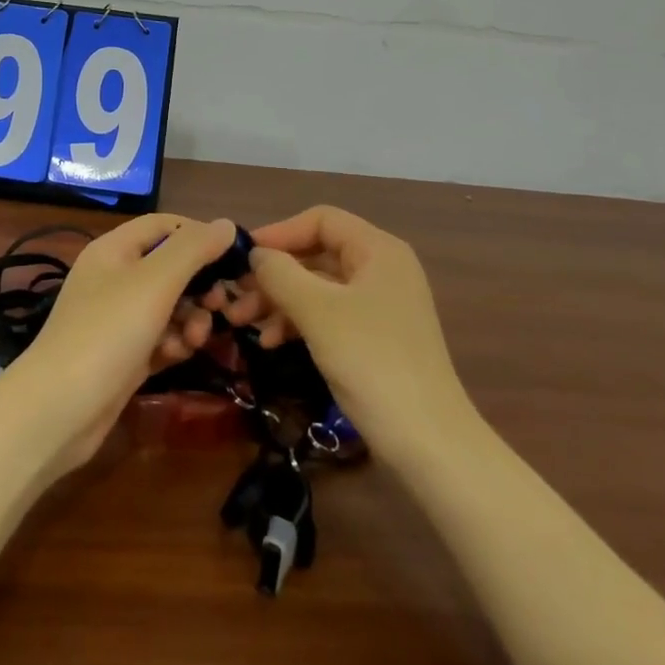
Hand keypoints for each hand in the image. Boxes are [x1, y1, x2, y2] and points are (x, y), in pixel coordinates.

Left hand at [0, 215, 236, 476]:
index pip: (165, 225)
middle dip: (200, 284)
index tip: (233, 257)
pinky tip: (177, 355)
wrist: (58, 409)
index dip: (199, 234)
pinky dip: (173, 343)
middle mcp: (115, 277)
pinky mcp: (124, 354)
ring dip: (191, 318)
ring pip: (170, 305)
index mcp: (115, 249)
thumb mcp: (155, 281)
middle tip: (221, 305)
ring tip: (197, 338)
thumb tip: (226, 224)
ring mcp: (117, 318)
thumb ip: (193, 249)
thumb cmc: (108, 331)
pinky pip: (160, 337)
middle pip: (171, 267)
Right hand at [241, 206, 473, 460]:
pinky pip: (329, 315)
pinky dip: (299, 322)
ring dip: (279, 301)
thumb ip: (281, 274)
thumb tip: (255, 253)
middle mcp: (382, 269)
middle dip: (274, 274)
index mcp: (378, 250)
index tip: (242, 256)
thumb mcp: (318, 312)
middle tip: (235, 296)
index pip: (320, 220)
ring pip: (319, 287)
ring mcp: (380, 305)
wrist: (429, 444)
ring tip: (241, 323)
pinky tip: (271, 342)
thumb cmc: (372, 362)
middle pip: (317, 254)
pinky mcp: (376, 338)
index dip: (279, 232)